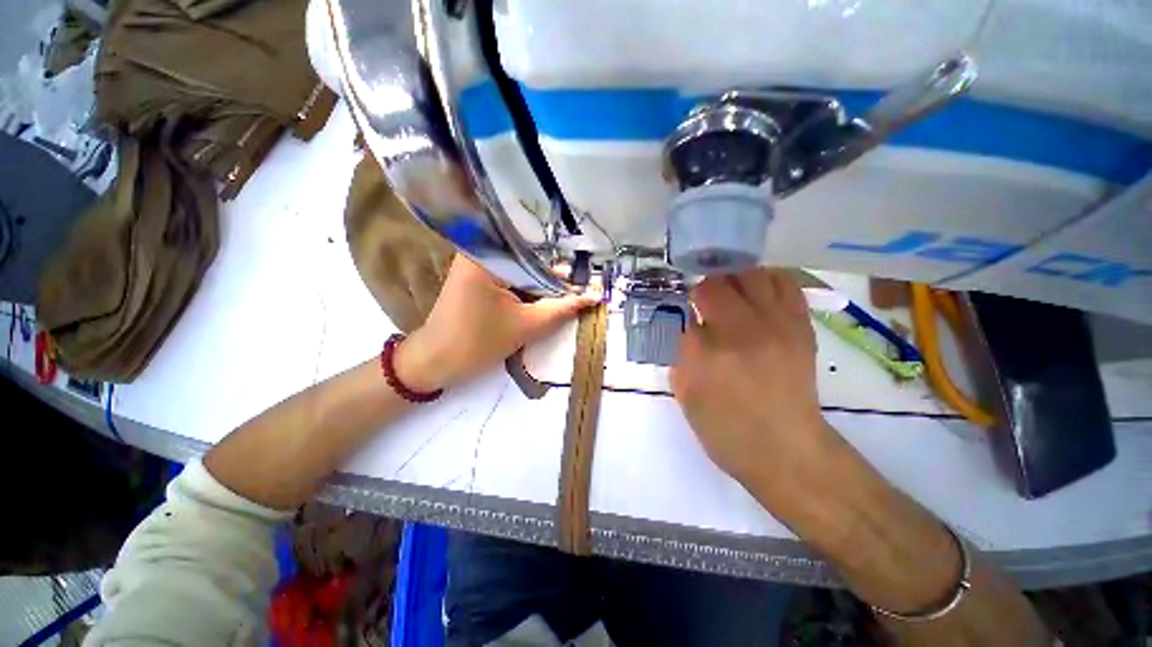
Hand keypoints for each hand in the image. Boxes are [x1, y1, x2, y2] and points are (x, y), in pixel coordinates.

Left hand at [395, 256, 598, 390]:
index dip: (561, 269)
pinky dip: (525, 290)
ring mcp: (475, 265)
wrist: (436, 362)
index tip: (583, 281)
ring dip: (539, 286)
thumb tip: (595, 296)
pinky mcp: (475, 278)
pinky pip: (508, 279)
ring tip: (563, 298)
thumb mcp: (528, 325)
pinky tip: (540, 301)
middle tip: (576, 292)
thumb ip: (563, 308)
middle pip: (527, 261)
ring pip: (519, 271)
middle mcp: (479, 252)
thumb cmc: (478, 342)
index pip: (535, 254)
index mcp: (487, 256)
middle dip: (551, 279)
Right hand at [670, 268, 832, 489]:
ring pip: (752, 274)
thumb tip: (690, 324)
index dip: (684, 303)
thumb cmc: (725, 429)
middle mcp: (742, 331)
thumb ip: (682, 352)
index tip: (685, 309)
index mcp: (707, 352)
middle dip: (705, 287)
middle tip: (704, 299)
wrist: (786, 450)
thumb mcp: (685, 393)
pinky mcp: (801, 327)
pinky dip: (767, 281)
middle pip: (717, 282)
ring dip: (734, 279)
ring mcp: (777, 325)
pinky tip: (757, 294)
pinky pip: (785, 285)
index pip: (687, 307)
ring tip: (731, 292)